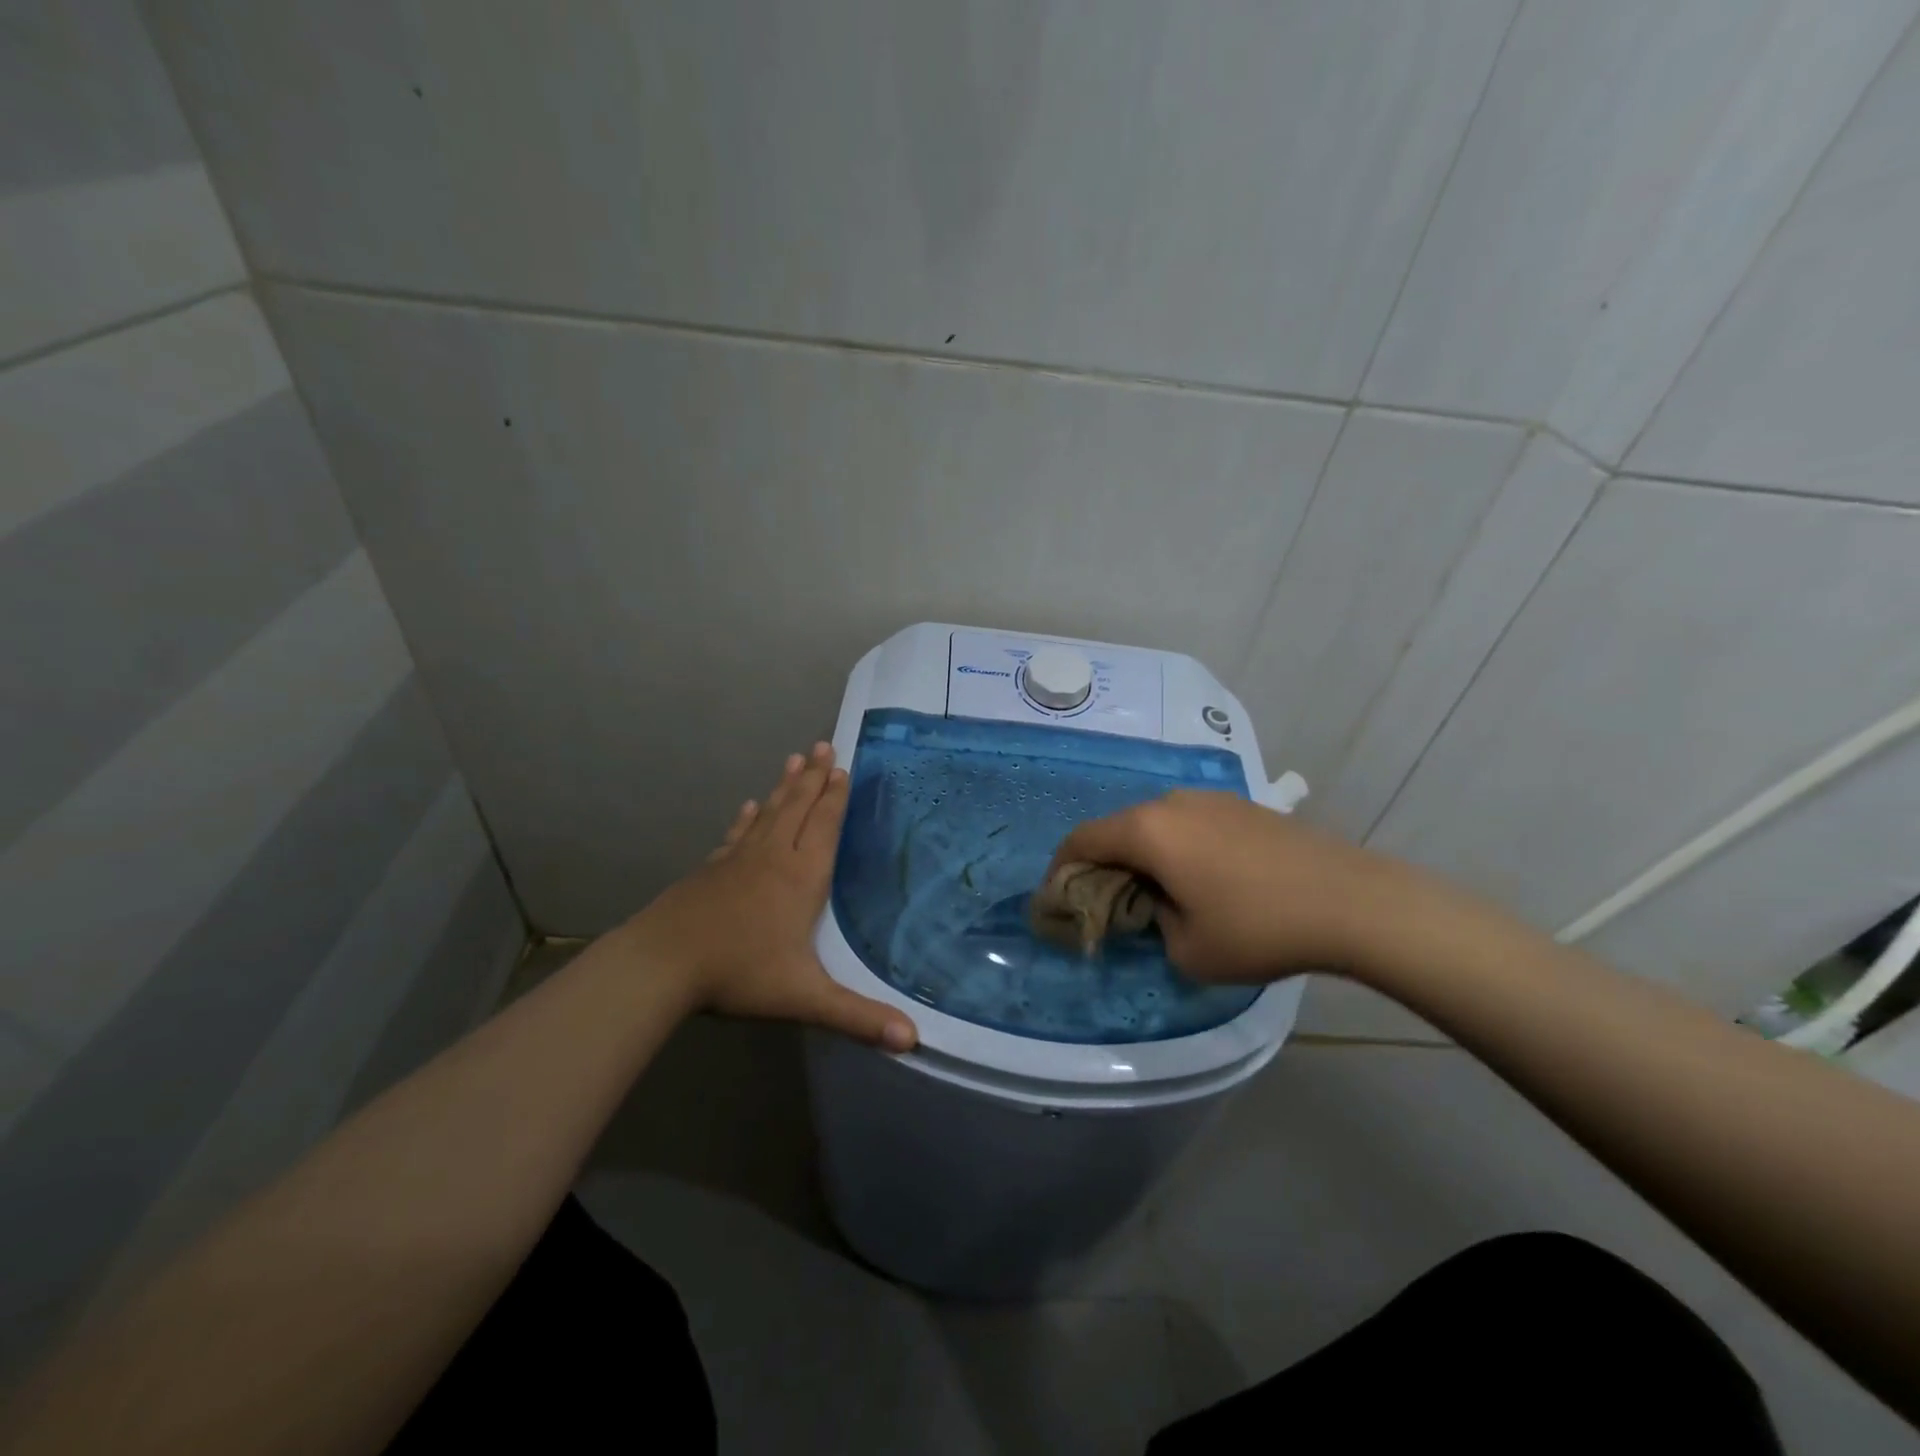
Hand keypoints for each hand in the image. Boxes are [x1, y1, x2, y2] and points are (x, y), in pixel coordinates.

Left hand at [617, 743, 917, 1050]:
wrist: (662, 964)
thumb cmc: (739, 973)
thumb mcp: (804, 997)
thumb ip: (857, 1016)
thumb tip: (912, 1039)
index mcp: (800, 877)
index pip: (824, 827)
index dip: (835, 798)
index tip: (842, 767)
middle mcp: (773, 857)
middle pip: (797, 808)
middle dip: (813, 777)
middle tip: (823, 745)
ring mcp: (738, 860)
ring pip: (768, 813)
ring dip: (784, 787)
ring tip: (794, 759)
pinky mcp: (711, 870)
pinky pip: (737, 834)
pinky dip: (746, 818)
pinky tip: (748, 806)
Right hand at [1049, 790, 1404, 983]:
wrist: (1353, 902)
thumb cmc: (1258, 928)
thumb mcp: (1187, 948)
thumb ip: (1152, 923)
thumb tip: (1158, 903)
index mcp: (1148, 831)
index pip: (1083, 839)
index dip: (1062, 868)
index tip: (1058, 897)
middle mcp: (1172, 803)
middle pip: (1119, 828)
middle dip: (1105, 864)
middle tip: (1109, 903)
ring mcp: (1212, 799)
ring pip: (1156, 824)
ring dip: (1143, 855)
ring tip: (1157, 892)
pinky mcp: (1244, 806)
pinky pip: (1190, 824)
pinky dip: (1177, 848)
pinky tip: (1202, 879)